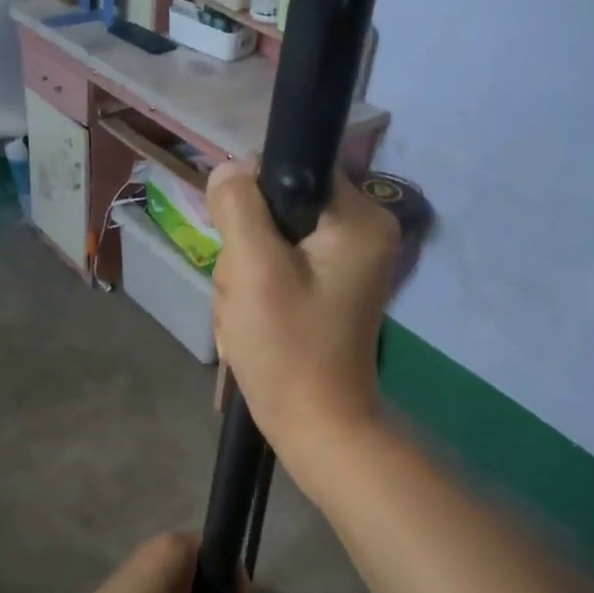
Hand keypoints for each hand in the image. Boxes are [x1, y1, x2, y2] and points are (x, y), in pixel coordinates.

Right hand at [206, 161, 401, 463]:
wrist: (316, 426)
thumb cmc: (288, 349)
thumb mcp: (253, 270)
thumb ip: (240, 207)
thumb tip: (231, 166)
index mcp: (359, 219)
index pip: (295, 168)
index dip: (255, 201)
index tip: (242, 246)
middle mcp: (363, 233)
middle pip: (279, 209)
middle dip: (247, 253)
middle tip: (246, 297)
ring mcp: (347, 264)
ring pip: (271, 243)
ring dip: (246, 280)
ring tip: (247, 319)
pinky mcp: (330, 289)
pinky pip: (279, 270)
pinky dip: (258, 296)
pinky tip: (254, 326)